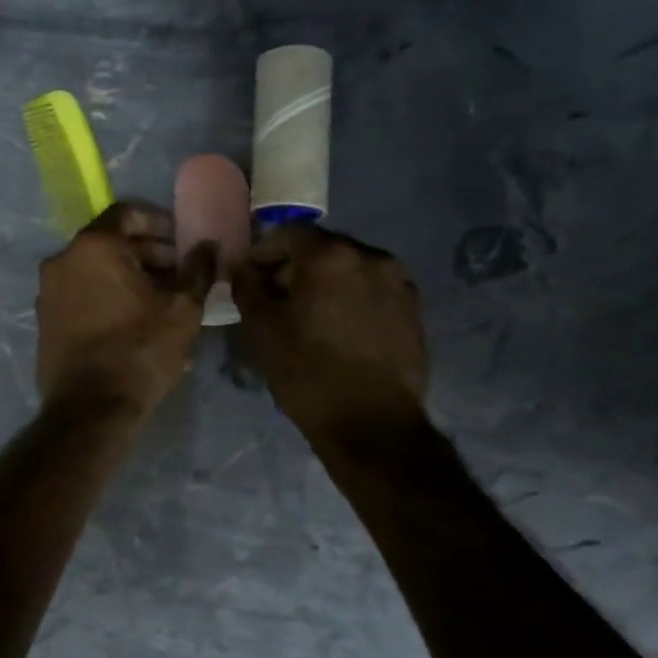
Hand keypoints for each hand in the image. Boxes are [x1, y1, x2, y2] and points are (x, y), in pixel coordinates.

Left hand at [37, 202, 217, 418]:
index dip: (159, 223)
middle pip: (110, 243)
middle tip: (178, 274)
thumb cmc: (139, 351)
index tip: (181, 243)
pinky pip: (81, 295)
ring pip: (94, 271)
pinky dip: (106, 296)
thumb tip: (209, 246)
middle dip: (146, 253)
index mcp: (93, 247)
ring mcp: (48, 291)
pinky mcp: (45, 320)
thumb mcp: (182, 310)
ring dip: (127, 277)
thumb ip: (198, 270)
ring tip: (160, 301)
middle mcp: (62, 260)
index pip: (127, 213)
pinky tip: (133, 321)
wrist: (90, 408)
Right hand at [233, 223, 428, 446]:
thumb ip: (248, 288)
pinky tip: (340, 331)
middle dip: (296, 267)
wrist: (373, 424)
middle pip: (323, 249)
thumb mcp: (262, 330)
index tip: (250, 279)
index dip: (263, 253)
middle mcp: (371, 257)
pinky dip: (351, 300)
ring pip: (350, 270)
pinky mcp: (414, 310)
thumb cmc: (308, 373)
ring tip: (310, 317)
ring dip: (326, 283)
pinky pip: (372, 291)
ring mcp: (399, 283)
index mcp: (331, 256)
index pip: (288, 233)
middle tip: (276, 298)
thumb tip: (244, 268)